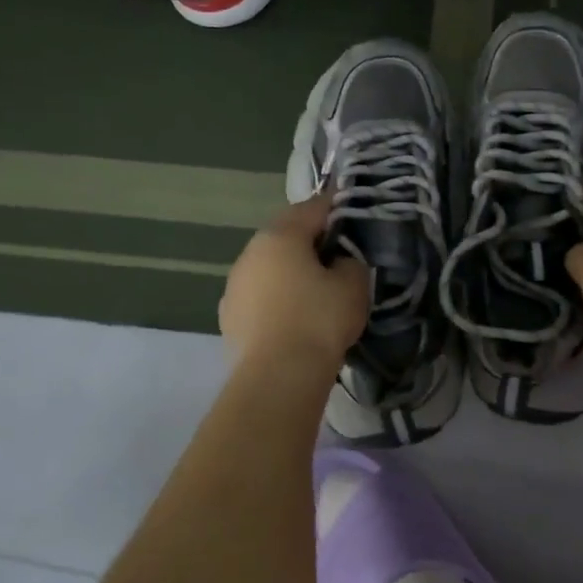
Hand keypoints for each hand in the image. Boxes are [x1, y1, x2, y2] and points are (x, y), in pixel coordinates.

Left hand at [218, 197, 368, 371]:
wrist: (277, 377)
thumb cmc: (320, 321)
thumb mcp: (353, 285)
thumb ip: (350, 262)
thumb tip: (339, 261)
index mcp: (280, 236)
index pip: (312, 207)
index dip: (335, 205)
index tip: (350, 206)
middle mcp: (250, 253)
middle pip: (285, 235)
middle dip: (310, 239)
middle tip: (337, 252)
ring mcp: (234, 285)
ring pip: (269, 266)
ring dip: (290, 270)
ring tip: (315, 288)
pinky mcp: (229, 316)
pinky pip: (260, 295)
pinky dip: (277, 297)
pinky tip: (294, 316)